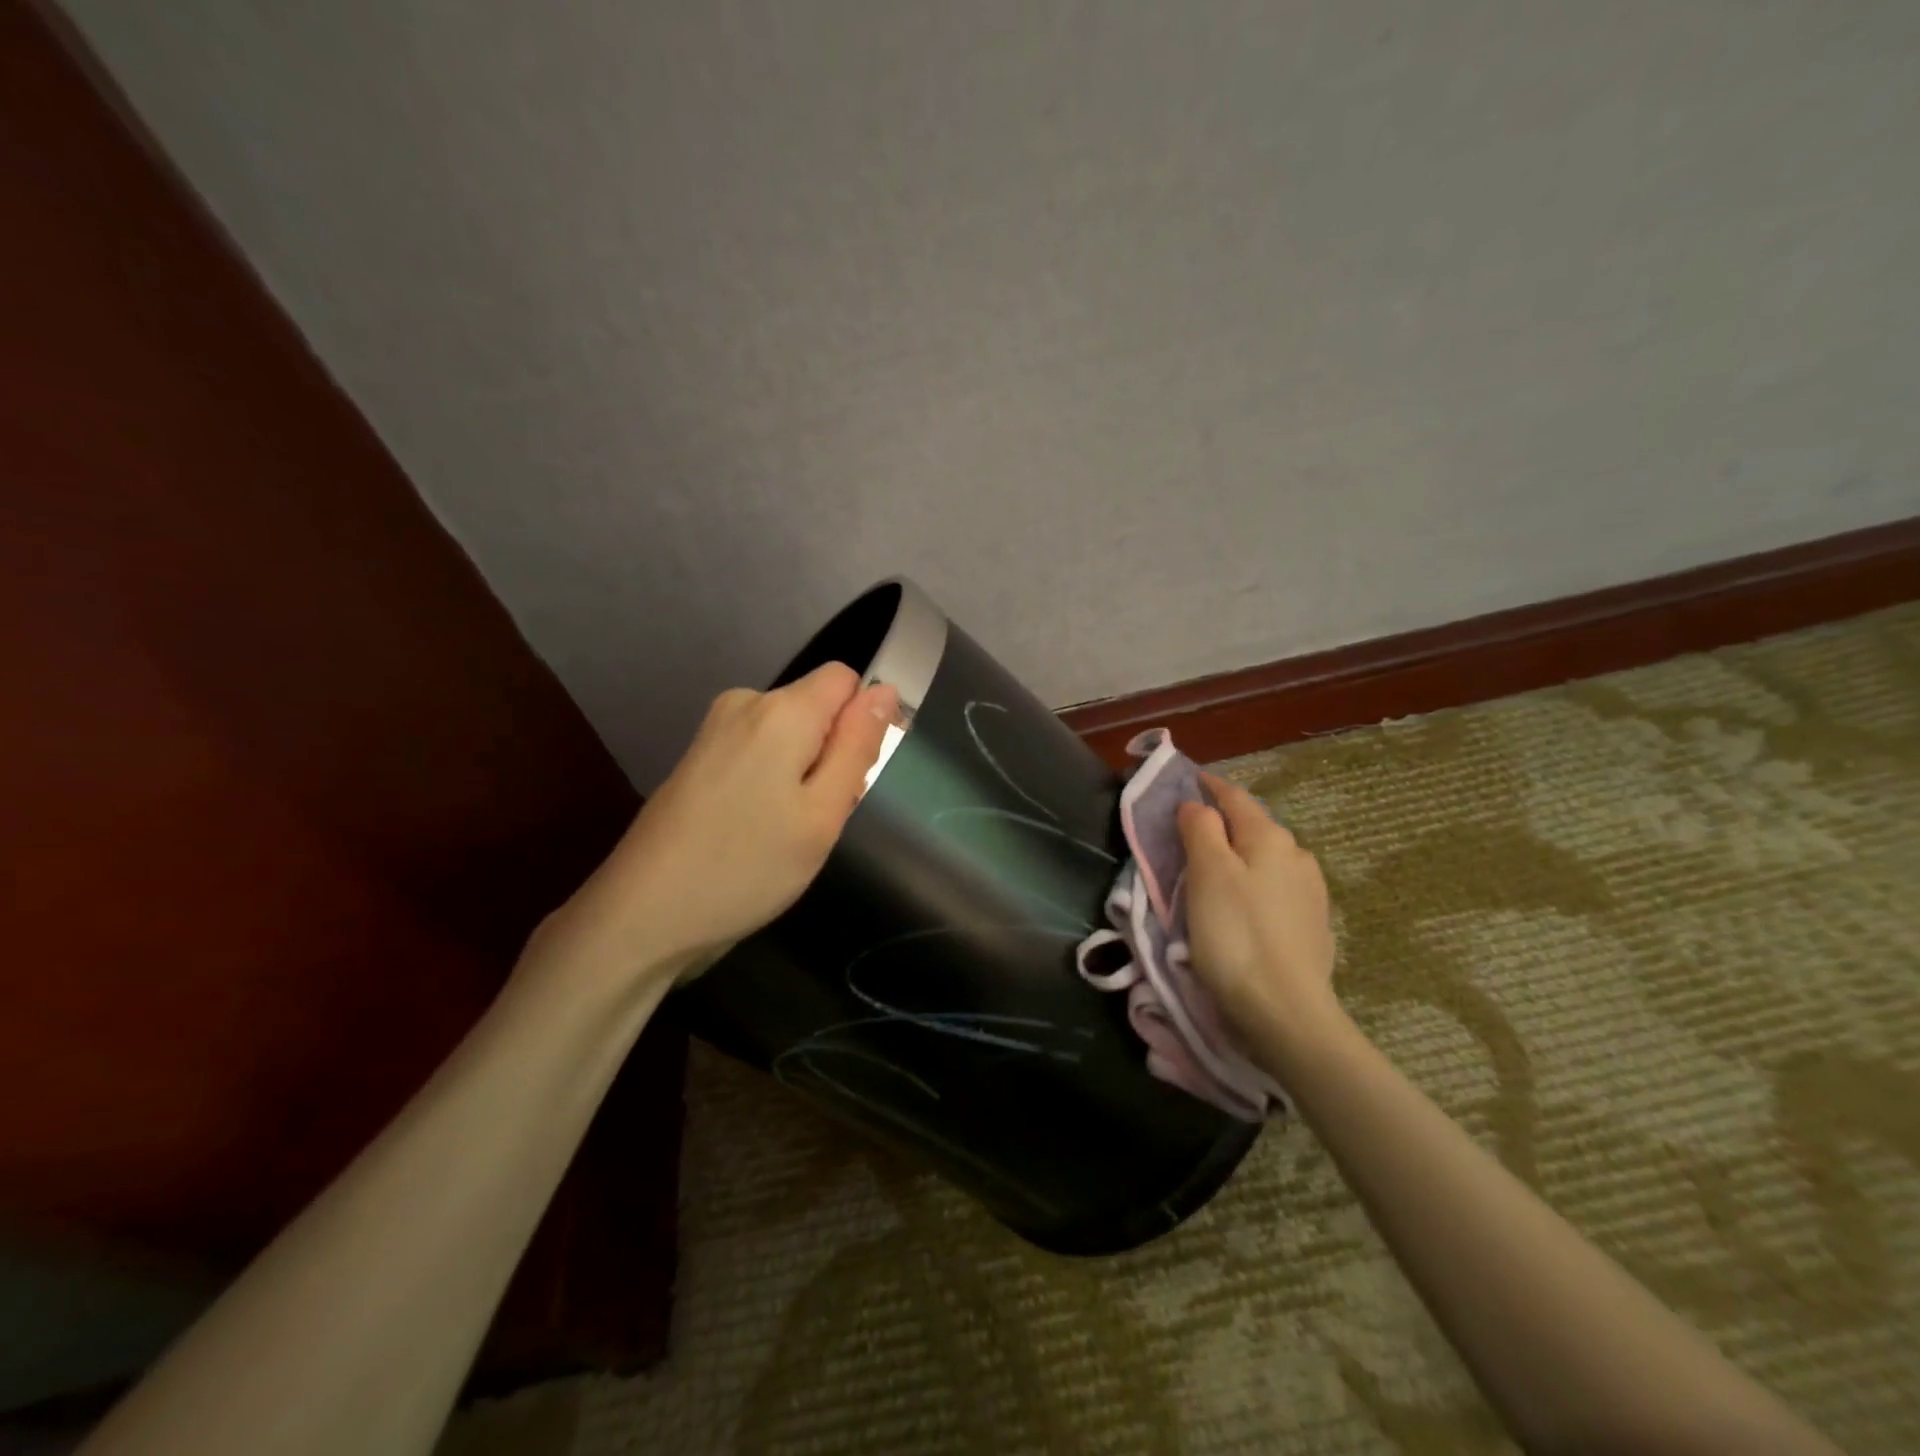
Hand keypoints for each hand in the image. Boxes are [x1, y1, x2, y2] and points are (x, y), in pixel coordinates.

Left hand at [522, 663, 897, 997]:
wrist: (642, 914)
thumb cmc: (747, 866)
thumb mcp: (822, 813)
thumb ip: (858, 745)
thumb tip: (885, 690)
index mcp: (781, 710)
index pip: (845, 679)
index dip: (863, 721)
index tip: (855, 776)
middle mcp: (744, 703)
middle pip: (816, 708)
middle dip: (832, 753)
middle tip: (818, 818)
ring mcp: (714, 731)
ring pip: (789, 735)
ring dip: (803, 774)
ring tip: (787, 832)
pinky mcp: (698, 759)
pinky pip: (759, 752)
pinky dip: (772, 783)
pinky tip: (757, 830)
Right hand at [1177, 773, 1339, 1063]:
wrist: (1286, 1011)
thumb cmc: (1236, 935)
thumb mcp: (1207, 874)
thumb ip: (1201, 829)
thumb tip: (1197, 805)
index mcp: (1269, 837)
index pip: (1234, 797)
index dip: (1209, 786)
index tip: (1188, 780)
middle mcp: (1297, 855)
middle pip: (1253, 826)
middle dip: (1223, 822)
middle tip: (1190, 831)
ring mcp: (1310, 891)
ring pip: (1266, 858)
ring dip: (1240, 855)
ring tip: (1214, 870)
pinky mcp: (1313, 923)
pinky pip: (1276, 887)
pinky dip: (1254, 883)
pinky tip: (1244, 904)